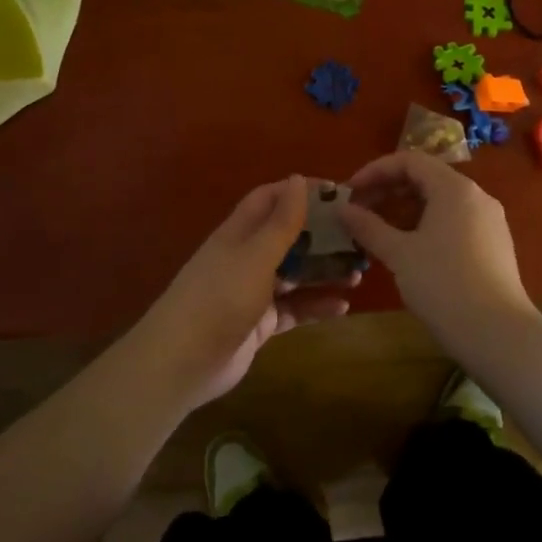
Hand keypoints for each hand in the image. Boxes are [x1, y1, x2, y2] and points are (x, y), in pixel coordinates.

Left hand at [132, 175, 355, 409]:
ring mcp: (253, 292)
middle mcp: (246, 257)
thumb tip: (298, 178)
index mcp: (239, 233)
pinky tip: (343, 307)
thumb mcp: (255, 256)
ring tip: (360, 272)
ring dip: (324, 271)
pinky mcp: (260, 323)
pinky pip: (294, 308)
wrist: (182, 363)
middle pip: (288, 236)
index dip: (301, 192)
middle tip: (359, 236)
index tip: (340, 193)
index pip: (271, 199)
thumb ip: (281, 222)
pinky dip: (316, 306)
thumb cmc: (219, 299)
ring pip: (295, 274)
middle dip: (321, 235)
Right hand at [338, 151, 534, 338]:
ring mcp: (489, 222)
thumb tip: (342, 209)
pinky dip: (426, 226)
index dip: (375, 171)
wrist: (499, 334)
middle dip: (388, 191)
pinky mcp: (494, 246)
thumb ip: (368, 227)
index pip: (410, 161)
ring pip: (440, 203)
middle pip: (426, 179)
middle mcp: (476, 197)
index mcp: (454, 188)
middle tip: (359, 212)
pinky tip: (409, 251)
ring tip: (378, 233)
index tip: (350, 192)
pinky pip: (454, 222)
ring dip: (405, 211)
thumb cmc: (444, 285)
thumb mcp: (399, 254)